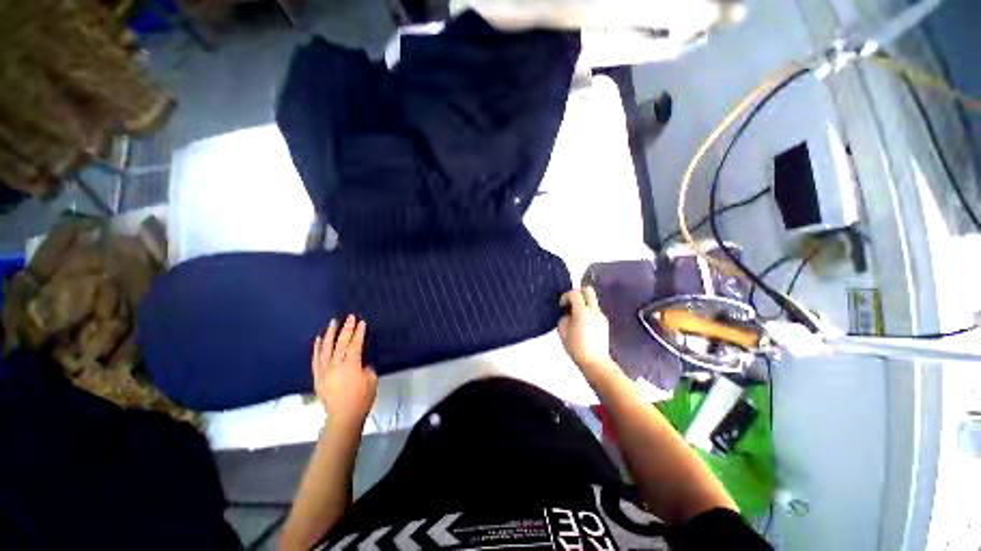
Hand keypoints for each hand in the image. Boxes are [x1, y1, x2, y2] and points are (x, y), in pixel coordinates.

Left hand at [312, 315, 377, 424]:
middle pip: (341, 343)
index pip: (355, 344)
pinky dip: (317, 348)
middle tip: (350, 317)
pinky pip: (316, 359)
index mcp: (351, 365)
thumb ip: (366, 366)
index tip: (361, 322)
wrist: (344, 416)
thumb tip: (360, 360)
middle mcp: (335, 365)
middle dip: (346, 329)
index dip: (359, 333)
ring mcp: (324, 370)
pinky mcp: (317, 376)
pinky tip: (318, 339)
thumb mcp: (371, 379)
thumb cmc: (362, 398)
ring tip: (332, 322)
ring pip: (326, 348)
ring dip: (330, 334)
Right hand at [559, 287, 616, 379]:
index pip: (574, 293)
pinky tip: (582, 324)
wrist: (595, 362)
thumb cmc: (576, 347)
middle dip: (578, 292)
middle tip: (570, 301)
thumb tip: (568, 314)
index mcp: (582, 312)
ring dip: (583, 303)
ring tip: (575, 315)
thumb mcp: (563, 331)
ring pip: (592, 301)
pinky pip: (595, 311)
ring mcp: (601, 316)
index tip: (562, 304)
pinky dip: (588, 311)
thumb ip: (564, 318)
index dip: (566, 296)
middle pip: (588, 290)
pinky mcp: (604, 323)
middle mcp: (594, 311)